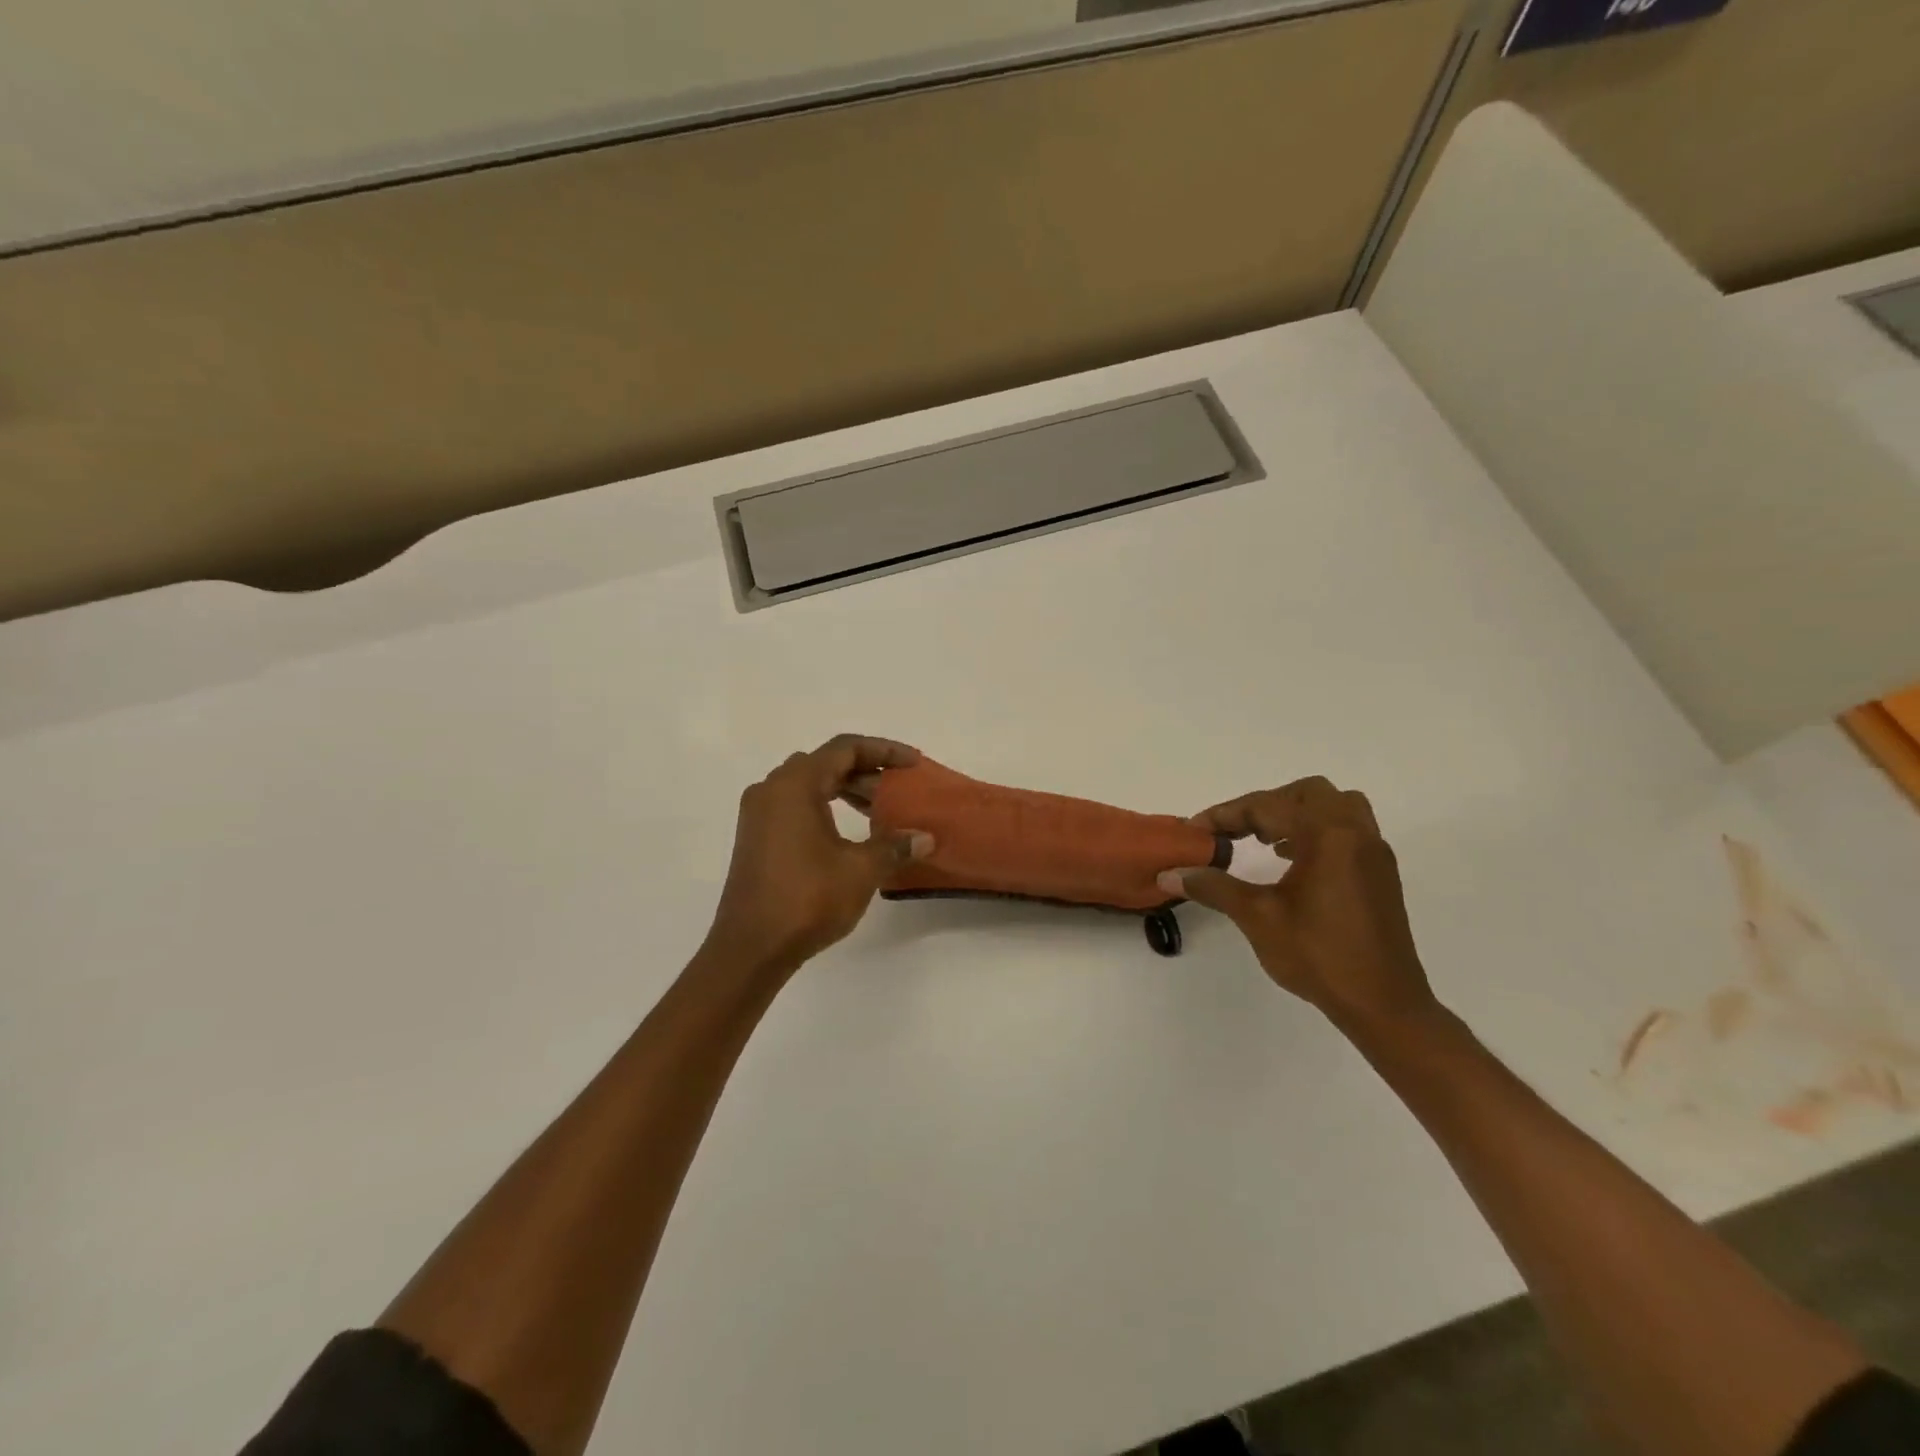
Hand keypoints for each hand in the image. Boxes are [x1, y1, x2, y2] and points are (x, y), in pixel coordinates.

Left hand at [703, 735, 934, 979]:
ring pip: (809, 784)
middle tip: (899, 789)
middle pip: (825, 763)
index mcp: (794, 785)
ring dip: (846, 790)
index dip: (884, 751)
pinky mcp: (756, 837)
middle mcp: (771, 789)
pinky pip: (795, 805)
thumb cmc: (806, 900)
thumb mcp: (860, 870)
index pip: (845, 748)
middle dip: (866, 772)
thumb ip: (894, 846)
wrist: (750, 948)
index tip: (913, 763)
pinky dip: (826, 807)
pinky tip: (849, 833)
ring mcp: (759, 814)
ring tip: (880, 811)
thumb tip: (925, 838)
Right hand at [1158, 778, 1438, 1034]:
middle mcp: (1355, 833)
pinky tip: (1294, 863)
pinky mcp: (1380, 874)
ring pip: (1335, 807)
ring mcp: (1373, 853)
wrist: (1383, 1005)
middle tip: (1236, 831)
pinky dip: (1317, 832)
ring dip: (1297, 814)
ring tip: (1267, 842)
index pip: (1267, 807)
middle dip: (1265, 805)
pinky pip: (1348, 831)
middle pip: (1307, 793)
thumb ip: (1213, 887)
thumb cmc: (1319, 955)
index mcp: (1327, 835)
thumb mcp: (1257, 917)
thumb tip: (1169, 874)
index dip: (1225, 815)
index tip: (1195, 830)